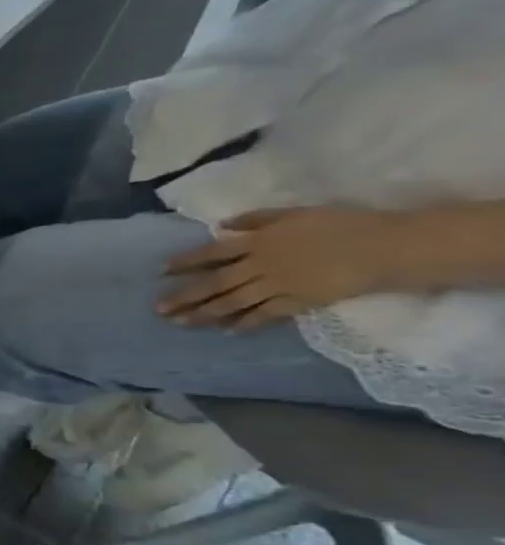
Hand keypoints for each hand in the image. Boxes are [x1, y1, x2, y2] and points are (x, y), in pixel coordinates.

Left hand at [159, 207, 404, 328]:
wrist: (386, 246)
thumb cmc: (342, 224)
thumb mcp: (294, 213)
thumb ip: (256, 220)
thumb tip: (221, 226)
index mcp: (258, 241)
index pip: (211, 253)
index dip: (184, 261)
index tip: (160, 270)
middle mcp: (260, 265)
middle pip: (214, 283)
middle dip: (183, 296)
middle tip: (157, 309)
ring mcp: (277, 286)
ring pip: (232, 302)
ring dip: (204, 314)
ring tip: (180, 323)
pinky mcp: (298, 302)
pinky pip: (264, 315)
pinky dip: (245, 323)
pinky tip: (227, 331)